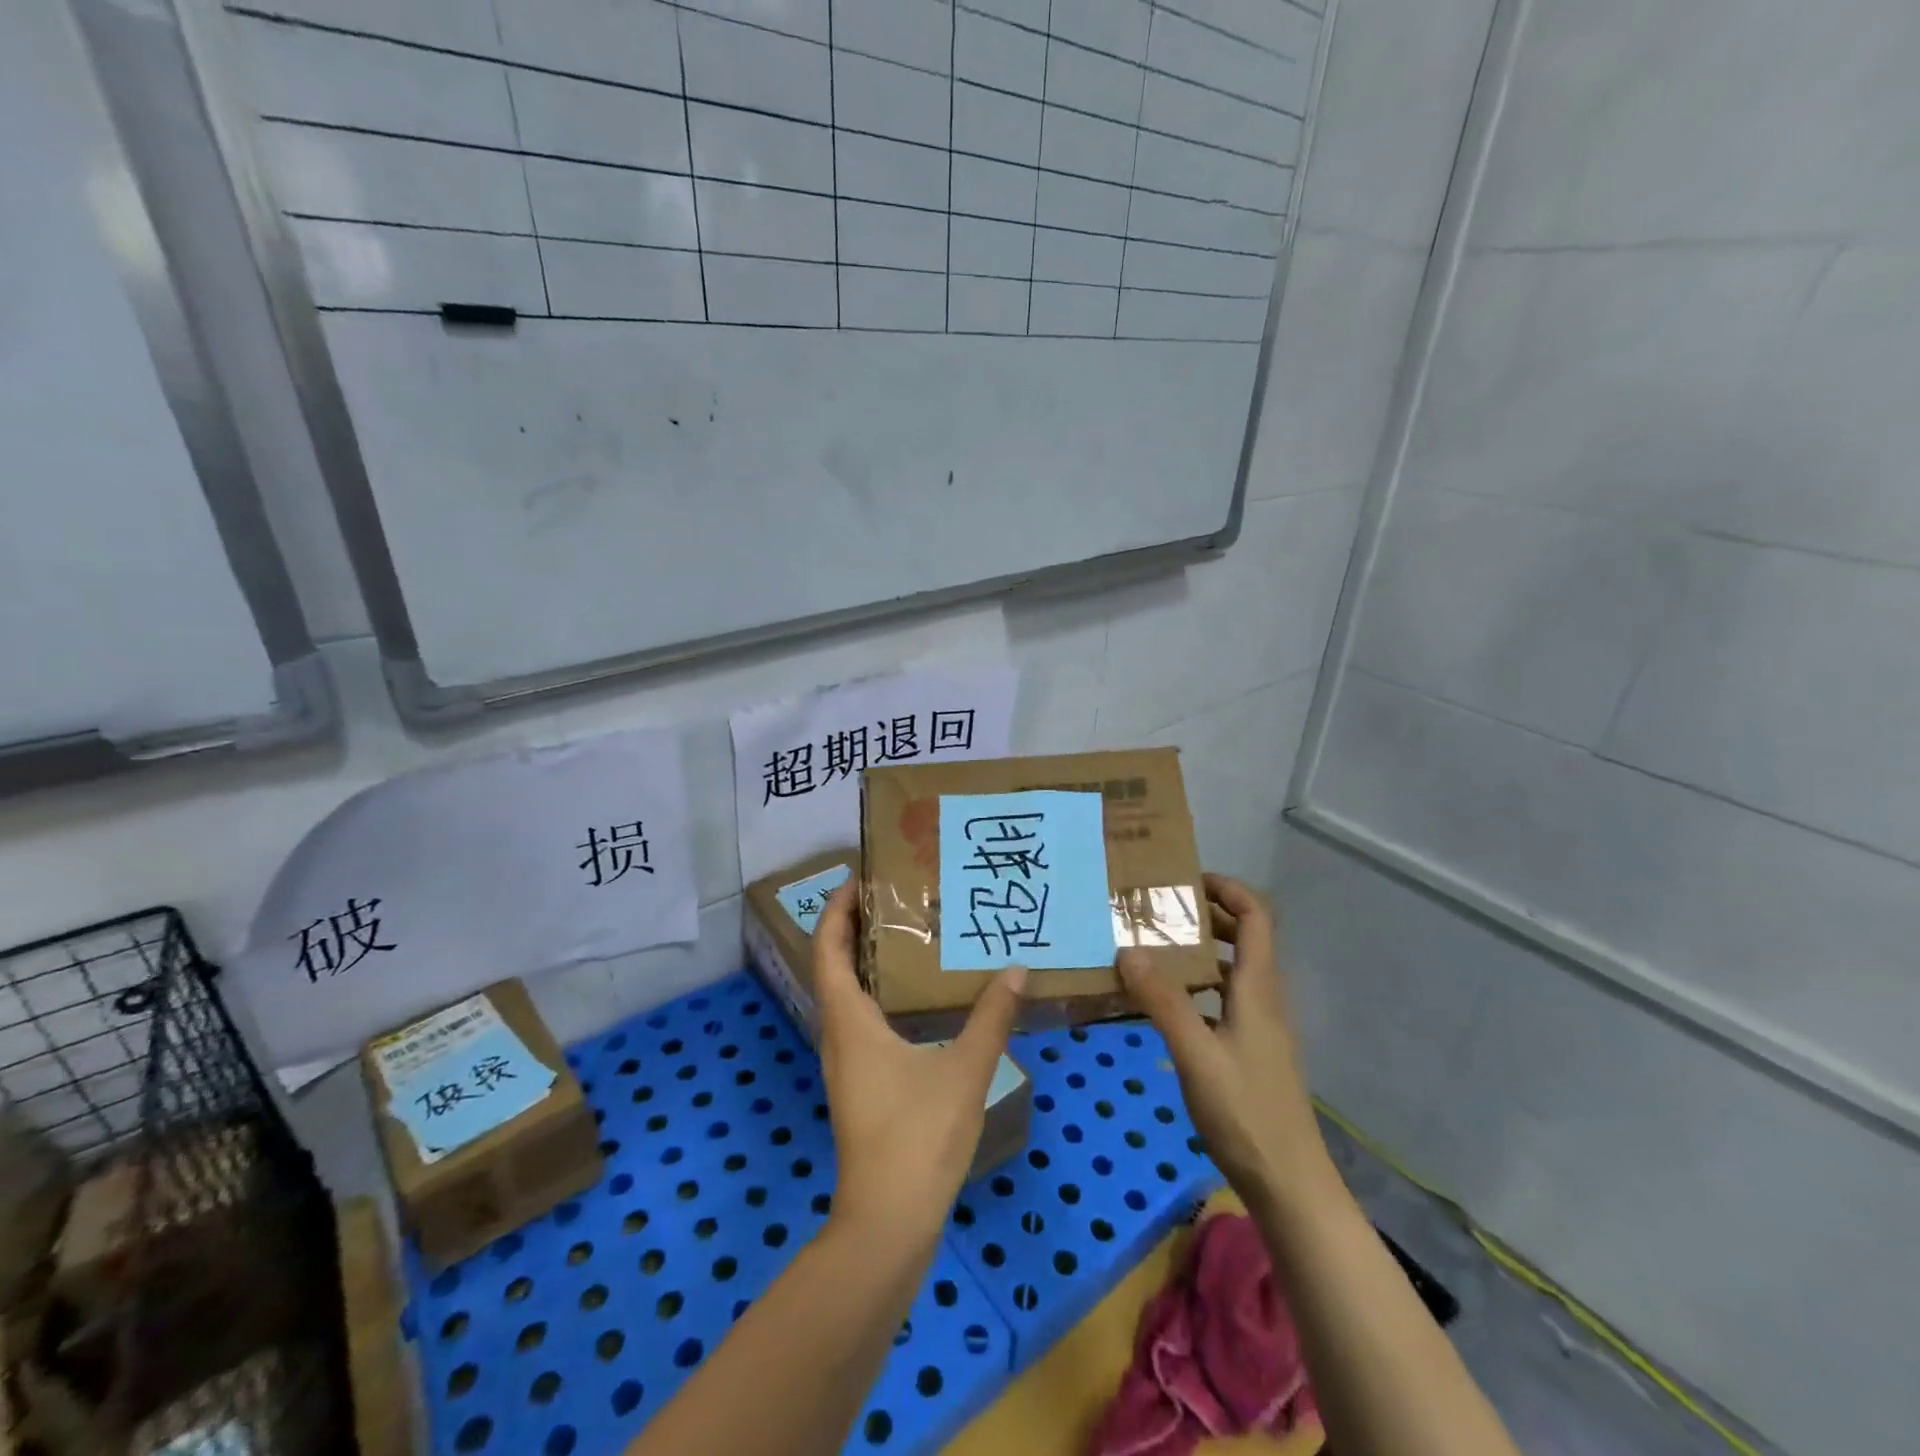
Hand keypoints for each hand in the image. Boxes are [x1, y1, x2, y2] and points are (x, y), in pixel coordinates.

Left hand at [812, 881, 1026, 1242]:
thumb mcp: (964, 1070)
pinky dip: (877, 994)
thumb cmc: (918, 1136)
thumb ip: (992, 1017)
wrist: (888, 1222)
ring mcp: (846, 1063)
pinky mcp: (859, 1084)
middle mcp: (838, 1035)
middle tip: (893, 897)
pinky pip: (860, 1021)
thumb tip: (1018, 970)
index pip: (828, 948)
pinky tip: (916, 999)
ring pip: (846, 995)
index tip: (858, 878)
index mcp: (850, 1020)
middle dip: (854, 927)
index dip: (836, 909)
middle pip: (834, 966)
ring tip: (908, 936)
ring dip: (866, 961)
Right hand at [1118, 874, 1333, 1209]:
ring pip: (1230, 970)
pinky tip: (1162, 1003)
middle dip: (1205, 916)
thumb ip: (1162, 1001)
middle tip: (1156, 911)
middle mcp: (1262, 998)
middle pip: (1243, 938)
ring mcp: (1258, 1027)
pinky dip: (1195, 987)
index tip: (1185, 880)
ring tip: (1151, 948)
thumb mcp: (1196, 1054)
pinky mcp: (1248, 1051)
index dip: (1228, 889)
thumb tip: (1127, 949)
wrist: (1288, 1184)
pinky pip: (1222, 1000)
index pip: (1256, 916)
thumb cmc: (1246, 1113)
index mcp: (1258, 988)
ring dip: (1198, 951)